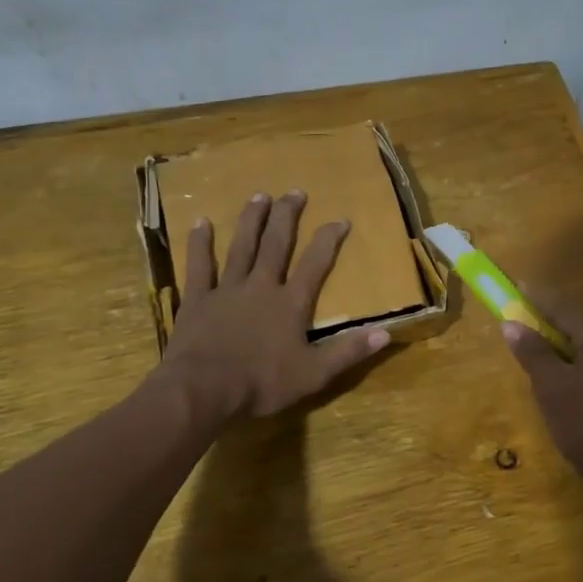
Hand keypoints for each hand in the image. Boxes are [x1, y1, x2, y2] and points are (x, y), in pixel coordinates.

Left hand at [158, 191, 390, 419]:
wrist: (203, 389)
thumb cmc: (261, 383)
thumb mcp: (313, 374)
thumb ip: (347, 352)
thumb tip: (385, 334)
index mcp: (290, 304)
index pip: (315, 264)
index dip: (329, 240)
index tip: (341, 219)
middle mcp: (261, 287)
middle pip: (277, 245)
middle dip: (288, 217)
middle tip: (295, 192)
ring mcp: (227, 290)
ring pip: (241, 247)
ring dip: (251, 220)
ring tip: (259, 196)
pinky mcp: (197, 299)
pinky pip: (199, 266)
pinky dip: (200, 244)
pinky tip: (201, 222)